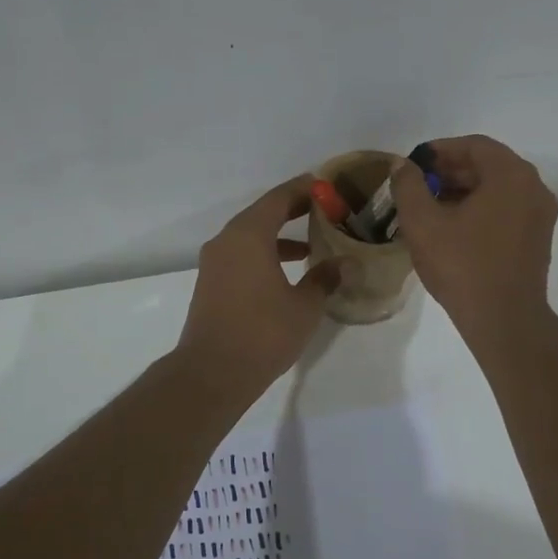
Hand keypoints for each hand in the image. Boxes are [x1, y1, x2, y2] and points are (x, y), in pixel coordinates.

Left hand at [176, 176, 340, 395]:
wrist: (212, 372)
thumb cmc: (263, 333)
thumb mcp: (304, 306)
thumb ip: (325, 278)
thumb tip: (346, 263)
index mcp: (249, 235)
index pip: (279, 198)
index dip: (304, 189)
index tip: (327, 186)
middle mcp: (227, 240)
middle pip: (262, 213)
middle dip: (293, 210)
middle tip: (324, 209)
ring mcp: (215, 262)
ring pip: (250, 236)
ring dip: (279, 235)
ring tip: (311, 243)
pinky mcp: (211, 283)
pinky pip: (241, 255)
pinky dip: (264, 254)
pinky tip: (286, 273)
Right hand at [391, 136, 557, 342]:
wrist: (503, 319)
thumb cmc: (462, 265)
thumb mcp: (423, 223)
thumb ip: (408, 185)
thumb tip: (401, 165)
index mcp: (511, 175)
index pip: (473, 145)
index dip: (440, 150)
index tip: (413, 163)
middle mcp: (533, 187)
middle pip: (488, 165)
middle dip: (451, 171)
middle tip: (418, 185)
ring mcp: (540, 215)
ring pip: (498, 189)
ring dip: (464, 191)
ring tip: (430, 207)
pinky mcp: (538, 239)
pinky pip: (507, 209)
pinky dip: (481, 209)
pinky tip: (453, 227)